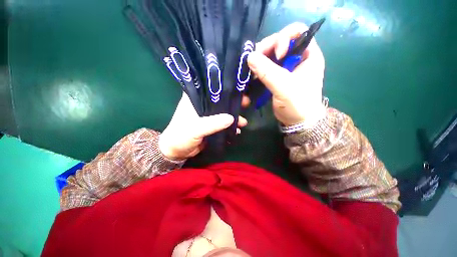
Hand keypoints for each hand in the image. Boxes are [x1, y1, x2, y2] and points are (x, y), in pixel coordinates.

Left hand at [159, 93, 248, 160]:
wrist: (177, 152)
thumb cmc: (181, 136)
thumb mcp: (195, 129)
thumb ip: (212, 123)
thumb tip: (231, 118)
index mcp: (194, 99)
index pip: (211, 88)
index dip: (224, 88)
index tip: (238, 87)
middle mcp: (201, 105)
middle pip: (220, 100)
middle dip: (233, 102)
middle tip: (246, 103)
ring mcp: (207, 116)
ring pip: (223, 112)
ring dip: (233, 116)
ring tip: (243, 122)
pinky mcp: (211, 125)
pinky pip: (223, 123)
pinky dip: (230, 126)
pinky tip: (237, 130)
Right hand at [247, 22, 325, 126]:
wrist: (298, 122)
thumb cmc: (298, 104)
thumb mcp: (284, 87)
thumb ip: (268, 71)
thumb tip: (250, 57)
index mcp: (308, 54)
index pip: (296, 32)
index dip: (283, 38)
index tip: (276, 55)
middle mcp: (297, 57)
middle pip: (279, 42)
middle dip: (266, 49)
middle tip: (254, 61)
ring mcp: (286, 68)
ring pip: (271, 55)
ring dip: (260, 61)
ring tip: (252, 71)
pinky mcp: (278, 77)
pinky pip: (267, 67)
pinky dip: (259, 70)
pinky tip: (253, 76)